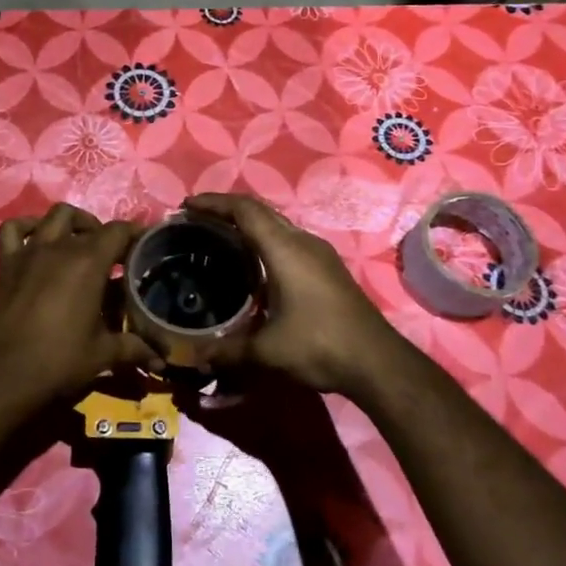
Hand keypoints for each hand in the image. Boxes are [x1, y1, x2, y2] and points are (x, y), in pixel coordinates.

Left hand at [0, 204, 153, 408]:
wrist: (0, 379)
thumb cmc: (57, 363)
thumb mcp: (102, 355)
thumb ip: (135, 349)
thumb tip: (163, 361)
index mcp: (88, 262)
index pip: (119, 231)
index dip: (136, 234)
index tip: (146, 246)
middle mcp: (59, 247)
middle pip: (89, 223)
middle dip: (106, 235)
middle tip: (115, 258)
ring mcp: (29, 252)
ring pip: (54, 216)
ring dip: (72, 223)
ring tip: (81, 244)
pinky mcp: (5, 264)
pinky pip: (13, 230)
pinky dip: (28, 227)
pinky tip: (38, 242)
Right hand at [183, 192, 404, 395]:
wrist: (378, 362)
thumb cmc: (320, 346)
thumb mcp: (267, 351)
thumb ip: (227, 351)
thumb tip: (192, 357)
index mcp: (284, 249)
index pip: (244, 210)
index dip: (213, 202)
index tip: (186, 206)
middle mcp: (302, 241)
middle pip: (260, 210)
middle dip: (226, 209)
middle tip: (197, 220)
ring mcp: (319, 253)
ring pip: (276, 225)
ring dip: (248, 224)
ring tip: (219, 238)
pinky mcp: (328, 268)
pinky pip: (288, 240)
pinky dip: (264, 240)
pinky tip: (254, 265)